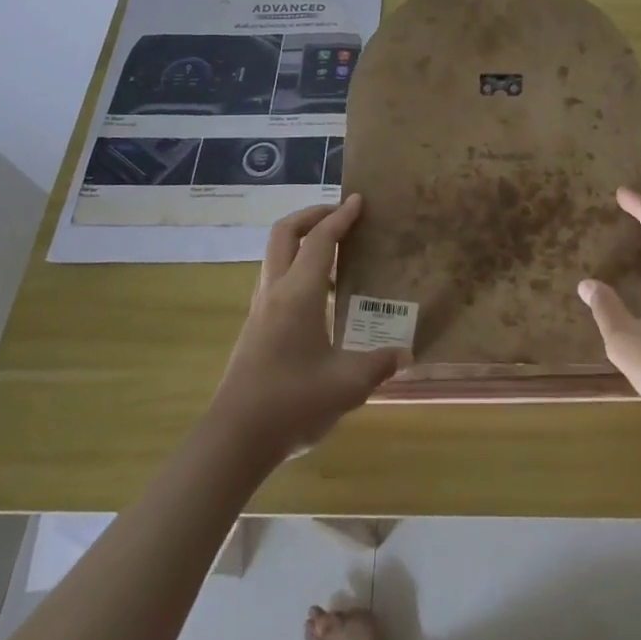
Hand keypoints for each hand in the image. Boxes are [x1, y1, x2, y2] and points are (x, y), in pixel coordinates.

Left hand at [208, 194, 400, 459]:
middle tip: (340, 215)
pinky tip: (320, 295)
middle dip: (312, 215)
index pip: (320, 240)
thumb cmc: (292, 403)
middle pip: (285, 233)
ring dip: (302, 240)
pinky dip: (297, 267)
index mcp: (298, 294)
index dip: (340, 217)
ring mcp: (260, 308)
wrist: (235, 438)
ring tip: (335, 252)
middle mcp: (275, 291)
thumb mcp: (347, 385)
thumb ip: (379, 364)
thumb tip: (405, 353)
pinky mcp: (256, 327)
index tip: (359, 200)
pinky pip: (276, 278)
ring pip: (276, 254)